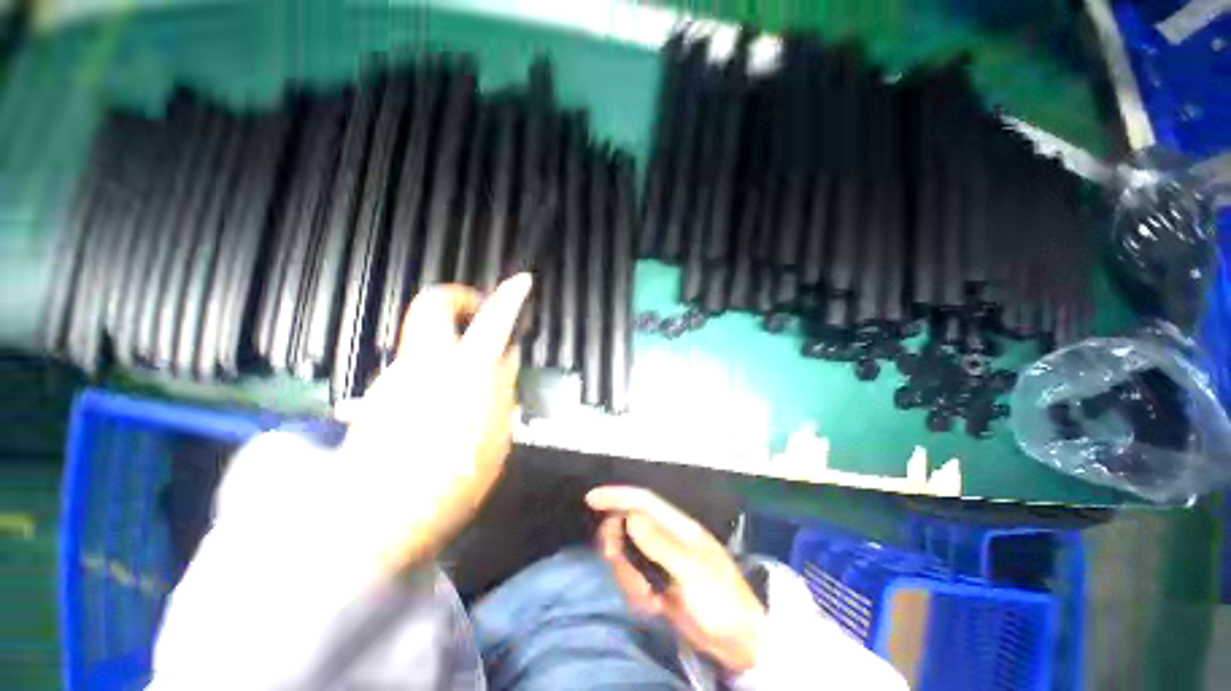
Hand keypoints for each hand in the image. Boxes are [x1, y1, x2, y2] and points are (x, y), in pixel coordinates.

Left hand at [342, 274, 531, 572]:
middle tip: (478, 314)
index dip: (510, 297)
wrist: (377, 517)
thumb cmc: (451, 481)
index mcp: (468, 373)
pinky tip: (446, 403)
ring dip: (452, 342)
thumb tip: (507, 361)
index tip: (522, 281)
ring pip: (427, 338)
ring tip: (470, 376)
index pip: (494, 321)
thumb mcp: (496, 436)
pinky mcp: (383, 394)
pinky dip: (437, 370)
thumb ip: (502, 392)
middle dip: (459, 298)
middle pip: (434, 304)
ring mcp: (400, 376)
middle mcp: (429, 363)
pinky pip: (417, 366)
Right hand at [587, 486, 766, 672]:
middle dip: (618, 544)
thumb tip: (629, 517)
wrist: (738, 642)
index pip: (643, 501)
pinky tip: (653, 607)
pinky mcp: (657, 583)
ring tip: (648, 597)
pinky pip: (633, 579)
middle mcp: (666, 538)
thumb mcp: (691, 571)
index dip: (617, 496)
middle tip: (616, 562)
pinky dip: (635, 593)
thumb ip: (659, 544)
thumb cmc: (720, 599)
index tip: (591, 498)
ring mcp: (660, 562)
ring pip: (627, 556)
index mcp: (678, 527)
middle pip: (628, 527)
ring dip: (628, 576)